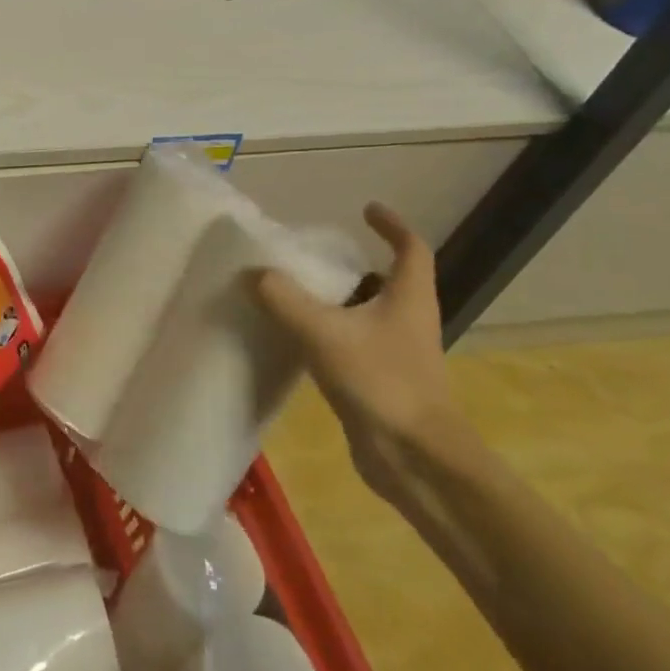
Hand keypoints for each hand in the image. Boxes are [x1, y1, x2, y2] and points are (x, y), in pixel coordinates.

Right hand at [255, 203, 474, 502]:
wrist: (416, 460)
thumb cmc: (381, 383)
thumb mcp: (324, 333)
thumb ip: (285, 299)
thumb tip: (254, 273)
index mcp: (409, 298)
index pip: (411, 248)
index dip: (392, 226)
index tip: (367, 210)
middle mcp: (409, 321)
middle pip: (388, 281)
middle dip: (355, 264)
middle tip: (314, 255)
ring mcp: (397, 354)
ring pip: (367, 314)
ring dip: (337, 300)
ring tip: (294, 290)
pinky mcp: (381, 382)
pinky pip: (352, 344)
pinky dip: (327, 333)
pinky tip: (295, 338)